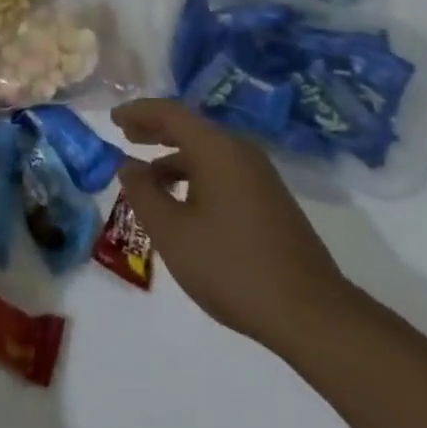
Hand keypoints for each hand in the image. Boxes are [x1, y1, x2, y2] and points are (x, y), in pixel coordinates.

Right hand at [113, 98, 353, 350]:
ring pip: (208, 152)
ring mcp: (261, 176)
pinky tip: (184, 204)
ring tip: (149, 177)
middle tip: (126, 136)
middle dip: (155, 130)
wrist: (313, 314)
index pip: (169, 112)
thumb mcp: (172, 232)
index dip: (138, 112)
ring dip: (175, 157)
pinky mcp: (271, 201)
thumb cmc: (232, 266)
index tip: (113, 118)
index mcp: (216, 148)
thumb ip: (143, 193)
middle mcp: (240, 151)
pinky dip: (196, 175)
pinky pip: (223, 171)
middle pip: (190, 127)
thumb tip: (127, 166)